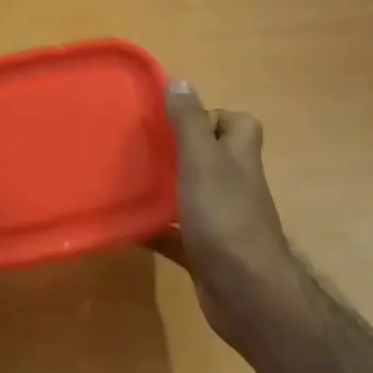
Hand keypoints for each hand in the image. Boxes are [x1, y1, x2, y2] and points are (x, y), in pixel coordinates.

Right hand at [152, 79, 299, 350]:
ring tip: (128, 180)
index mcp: (238, 158)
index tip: (175, 118)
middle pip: (213, 158)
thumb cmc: (225, 218)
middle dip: (180, 150)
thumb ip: (189, 122)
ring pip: (192, 194)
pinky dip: (154, 229)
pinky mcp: (206, 251)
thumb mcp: (202, 161)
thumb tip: (179, 80)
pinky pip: (175, 234)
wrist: (245, 292)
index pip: (238, 124)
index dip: (212, 115)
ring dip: (166, 189)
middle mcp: (234, 186)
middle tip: (142, 147)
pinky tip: (126, 227)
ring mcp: (222, 221)